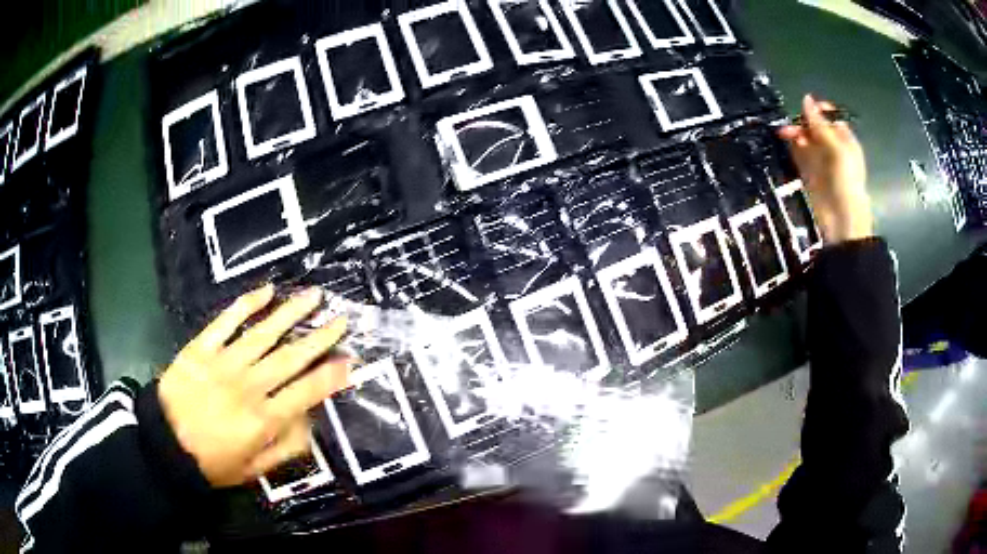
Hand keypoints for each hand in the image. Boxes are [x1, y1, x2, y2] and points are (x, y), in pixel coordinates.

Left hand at [158, 284, 351, 486]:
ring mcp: (224, 362)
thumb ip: (285, 448)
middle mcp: (249, 386)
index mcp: (263, 419)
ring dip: (291, 313)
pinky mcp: (201, 348)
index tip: (350, 360)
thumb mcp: (254, 470)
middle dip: (320, 337)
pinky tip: (266, 291)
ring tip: (314, 295)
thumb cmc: (212, 462)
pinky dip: (246, 304)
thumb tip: (310, 423)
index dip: (331, 377)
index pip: (306, 392)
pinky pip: (226, 321)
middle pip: (291, 357)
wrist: (164, 444)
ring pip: (264, 333)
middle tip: (341, 318)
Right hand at [778, 94, 873, 243]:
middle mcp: (832, 147)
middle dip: (802, 123)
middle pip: (814, 127)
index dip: (817, 111)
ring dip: (795, 134)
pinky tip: (787, 144)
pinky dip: (792, 147)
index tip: (804, 110)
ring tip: (784, 135)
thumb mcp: (837, 150)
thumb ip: (820, 125)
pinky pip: (799, 154)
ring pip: (805, 139)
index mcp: (844, 140)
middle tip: (789, 126)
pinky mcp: (809, 172)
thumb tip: (805, 98)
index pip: (829, 117)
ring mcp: (820, 160)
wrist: (841, 219)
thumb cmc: (845, 182)